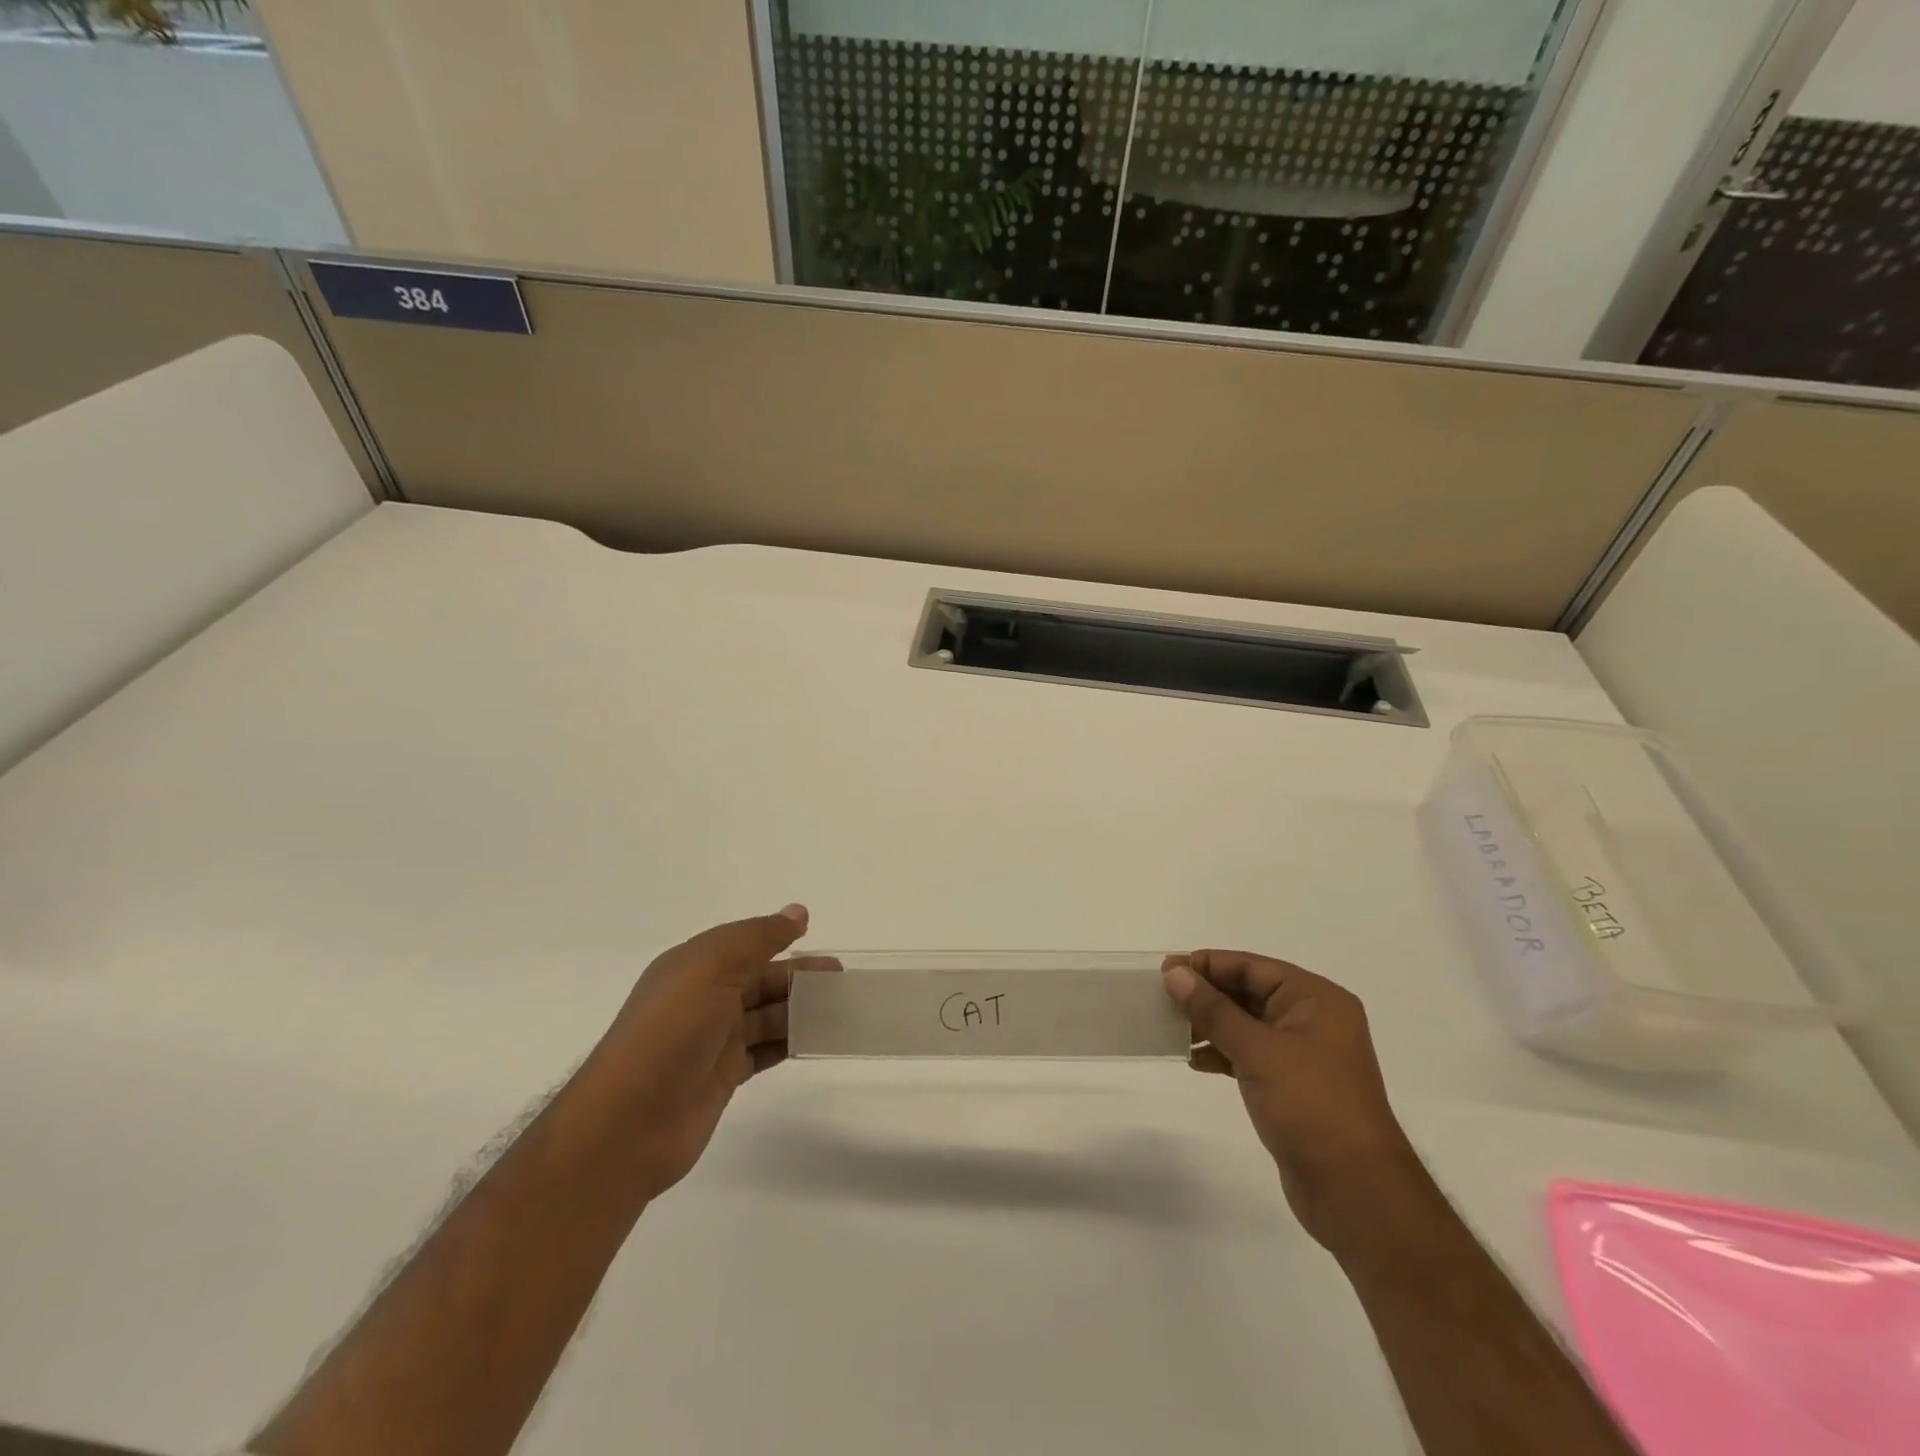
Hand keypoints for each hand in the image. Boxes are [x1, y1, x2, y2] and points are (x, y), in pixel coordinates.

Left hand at [585, 904, 830, 1199]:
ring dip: (800, 1010)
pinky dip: (791, 1042)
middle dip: (799, 977)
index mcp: (694, 965)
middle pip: (760, 979)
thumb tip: (798, 913)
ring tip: (839, 1010)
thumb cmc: (671, 1032)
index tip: (818, 938)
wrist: (629, 1123)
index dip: (780, 939)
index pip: (745, 944)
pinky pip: (765, 1049)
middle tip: (841, 980)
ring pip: (766, 1015)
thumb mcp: (713, 968)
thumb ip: (758, 938)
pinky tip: (817, 1039)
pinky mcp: (723, 1075)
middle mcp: (702, 998)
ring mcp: (713, 1039)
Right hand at [1162, 950, 1425, 1255]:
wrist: (1356, 1192)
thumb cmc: (1311, 1107)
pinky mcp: (1292, 1085)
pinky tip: (1194, 1060)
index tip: (1164, 970)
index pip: (1251, 967)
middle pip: (1248, 992)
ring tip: (1169, 1028)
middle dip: (1205, 994)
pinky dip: (1222, 1052)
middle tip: (1160, 997)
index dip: (1207, 965)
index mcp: (1315, 999)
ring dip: (1209, 1024)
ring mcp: (1303, 1054)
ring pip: (1246, 1024)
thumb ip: (1213, 1010)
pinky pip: (1249, 1054)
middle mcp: (1312, 1019)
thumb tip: (1175, 973)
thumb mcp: (1258, 1051)